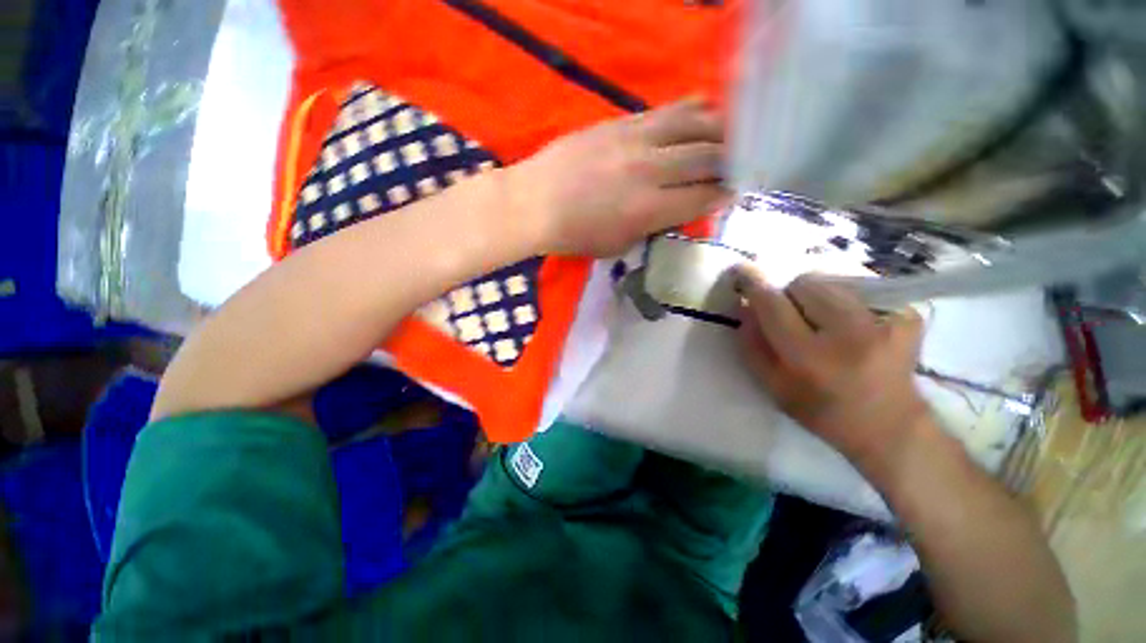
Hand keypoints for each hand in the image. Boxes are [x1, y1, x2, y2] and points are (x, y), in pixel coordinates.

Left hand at [504, 98, 731, 256]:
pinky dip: (692, 109)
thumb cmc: (574, 235)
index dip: (725, 194)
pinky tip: (705, 109)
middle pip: (707, 157)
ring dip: (719, 128)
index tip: (736, 191)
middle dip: (731, 160)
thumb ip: (651, 227)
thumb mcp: (617, 245)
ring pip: (693, 124)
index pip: (703, 197)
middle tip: (741, 162)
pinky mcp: (621, 123)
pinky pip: (666, 110)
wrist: (535, 203)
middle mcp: (650, 171)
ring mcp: (636, 141)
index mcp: (649, 210)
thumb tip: (675, 211)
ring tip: (731, 133)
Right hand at [735, 266, 930, 468]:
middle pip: (804, 282)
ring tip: (822, 318)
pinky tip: (848, 320)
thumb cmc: (822, 411)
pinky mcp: (908, 313)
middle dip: (790, 295)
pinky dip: (843, 294)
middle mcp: (851, 333)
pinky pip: (859, 284)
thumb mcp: (773, 387)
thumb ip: (752, 345)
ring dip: (815, 293)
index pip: (774, 304)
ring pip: (832, 278)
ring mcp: (886, 320)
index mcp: (811, 358)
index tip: (739, 270)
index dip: (753, 283)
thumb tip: (744, 305)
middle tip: (793, 317)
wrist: (891, 425)